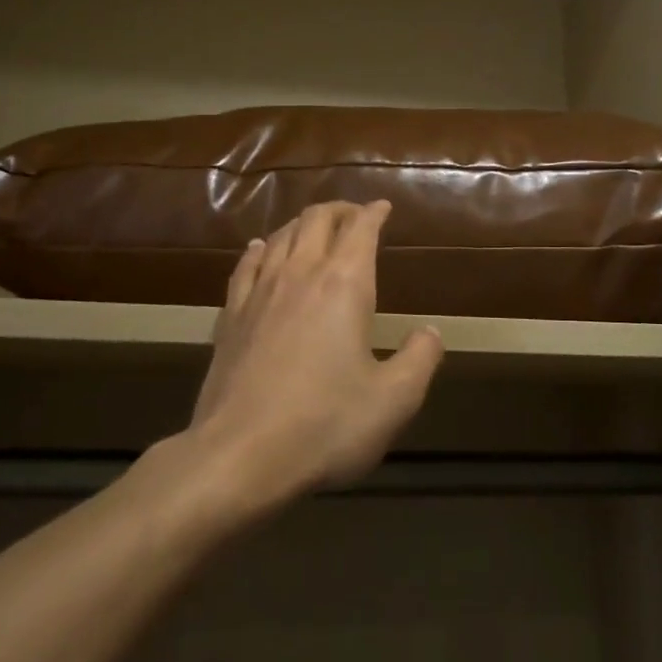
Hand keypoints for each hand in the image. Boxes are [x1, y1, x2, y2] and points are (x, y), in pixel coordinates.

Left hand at [187, 200, 443, 504]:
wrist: (239, 454)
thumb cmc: (325, 425)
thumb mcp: (394, 400)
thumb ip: (420, 359)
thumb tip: (431, 332)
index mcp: (344, 286)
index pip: (360, 230)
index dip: (374, 213)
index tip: (383, 207)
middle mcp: (300, 275)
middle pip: (316, 221)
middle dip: (339, 210)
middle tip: (354, 214)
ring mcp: (259, 293)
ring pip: (280, 236)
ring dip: (301, 224)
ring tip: (314, 228)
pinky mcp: (230, 316)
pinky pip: (246, 265)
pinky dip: (260, 248)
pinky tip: (260, 248)